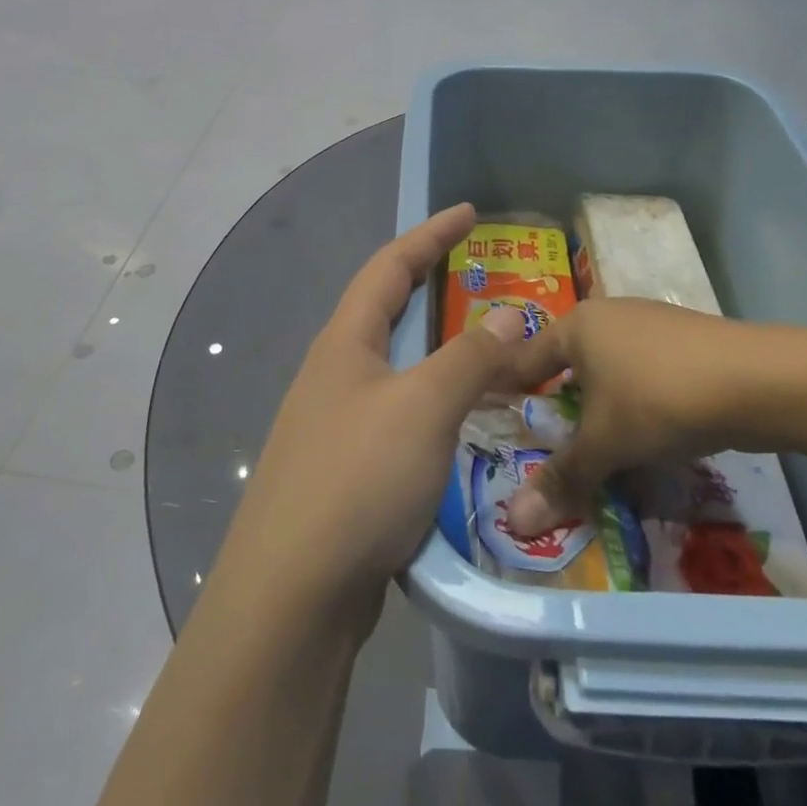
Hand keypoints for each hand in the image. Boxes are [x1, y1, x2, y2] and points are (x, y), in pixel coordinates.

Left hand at [215, 203, 542, 631]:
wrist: (294, 592)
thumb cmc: (358, 479)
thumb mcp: (423, 407)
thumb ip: (470, 357)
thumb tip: (512, 312)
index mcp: (345, 343)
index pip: (389, 267)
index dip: (430, 234)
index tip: (469, 212)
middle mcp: (335, 374)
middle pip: (387, 312)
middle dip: (433, 288)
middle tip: (482, 278)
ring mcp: (336, 423)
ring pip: (397, 369)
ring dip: (441, 354)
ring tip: (490, 352)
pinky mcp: (347, 469)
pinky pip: (400, 416)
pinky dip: (436, 405)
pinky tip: (464, 426)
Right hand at [503, 297, 785, 536]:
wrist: (760, 381)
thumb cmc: (660, 399)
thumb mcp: (606, 443)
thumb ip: (561, 478)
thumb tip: (513, 523)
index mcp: (576, 325)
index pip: (524, 360)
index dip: (507, 394)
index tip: (494, 428)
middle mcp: (607, 316)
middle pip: (567, 366)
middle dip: (558, 408)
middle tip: (545, 450)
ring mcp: (649, 325)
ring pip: (608, 373)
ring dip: (599, 410)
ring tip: (595, 451)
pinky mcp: (684, 343)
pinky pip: (642, 376)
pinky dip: (634, 406)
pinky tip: (645, 437)